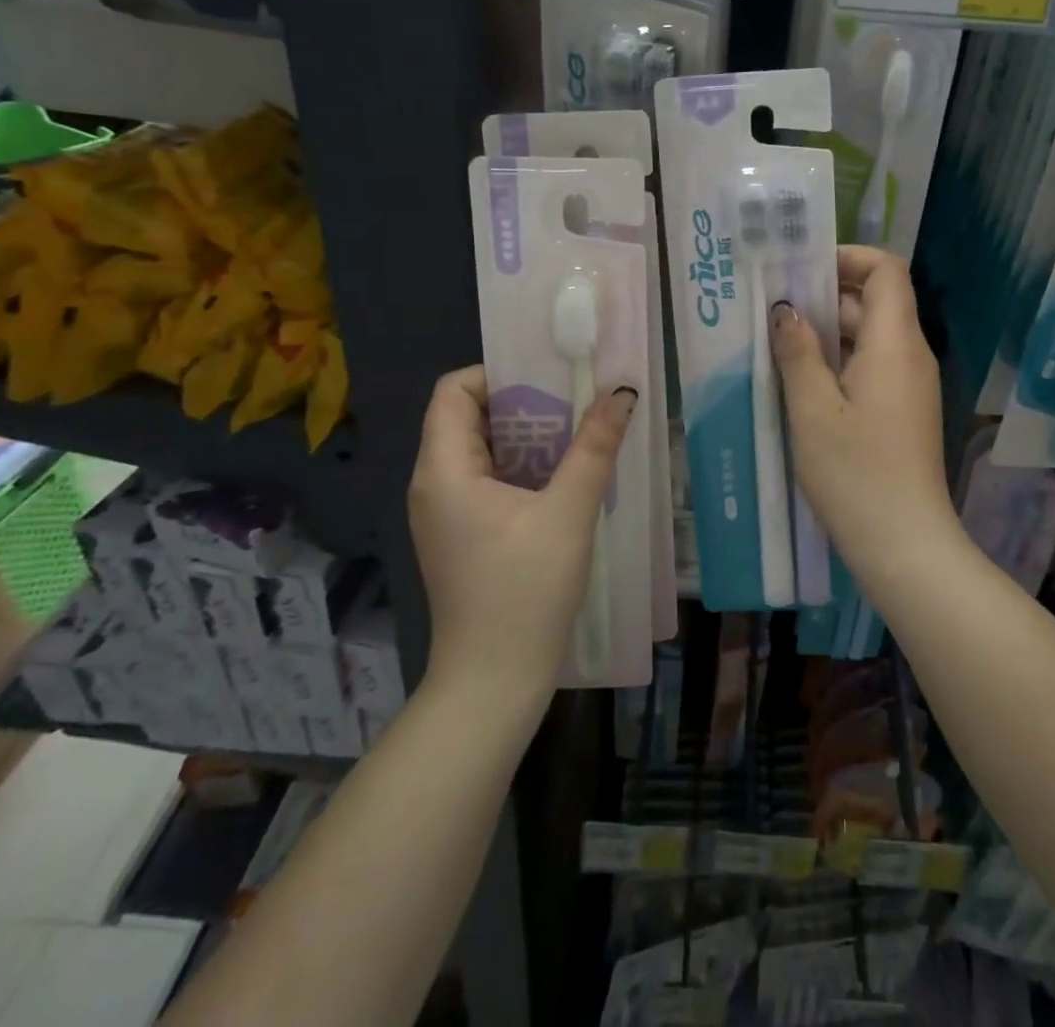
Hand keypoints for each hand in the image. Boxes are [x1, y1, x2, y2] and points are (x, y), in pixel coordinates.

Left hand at [408, 366, 637, 694]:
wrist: (493, 680)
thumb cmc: (525, 590)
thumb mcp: (568, 511)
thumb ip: (595, 446)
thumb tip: (622, 392)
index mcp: (444, 469)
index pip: (453, 390)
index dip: (497, 374)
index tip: (549, 379)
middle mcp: (432, 484)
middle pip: (467, 417)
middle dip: (523, 403)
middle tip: (575, 404)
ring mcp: (443, 513)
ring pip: (480, 450)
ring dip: (526, 437)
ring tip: (576, 435)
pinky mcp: (459, 536)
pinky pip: (485, 480)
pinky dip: (520, 467)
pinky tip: (561, 479)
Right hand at [770, 247, 952, 570]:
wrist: (904, 545)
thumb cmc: (856, 473)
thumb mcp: (813, 410)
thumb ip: (798, 352)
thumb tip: (786, 310)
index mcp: (895, 343)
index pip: (886, 270)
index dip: (847, 258)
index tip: (800, 271)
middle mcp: (910, 355)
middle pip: (874, 301)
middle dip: (825, 295)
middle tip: (772, 306)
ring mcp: (909, 385)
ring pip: (870, 336)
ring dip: (828, 331)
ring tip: (777, 341)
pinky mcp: (903, 410)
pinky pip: (872, 366)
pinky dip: (839, 360)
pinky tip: (801, 381)